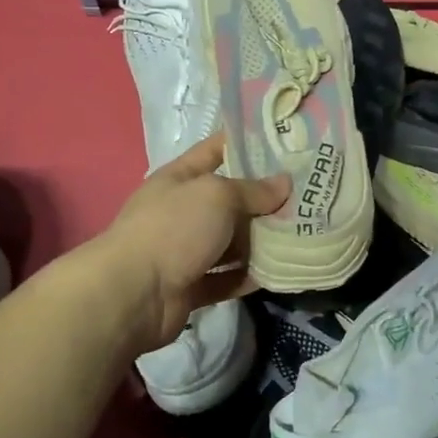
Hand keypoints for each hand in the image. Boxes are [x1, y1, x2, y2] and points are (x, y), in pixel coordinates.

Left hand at [93, 132, 289, 351]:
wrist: (132, 294)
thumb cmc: (174, 228)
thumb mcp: (217, 195)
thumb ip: (253, 190)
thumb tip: (285, 184)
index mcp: (180, 179)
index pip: (215, 150)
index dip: (246, 143)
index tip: (283, 142)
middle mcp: (182, 211)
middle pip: (229, 200)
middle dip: (264, 199)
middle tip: (305, 196)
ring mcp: (185, 250)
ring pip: (230, 242)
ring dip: (260, 241)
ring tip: (301, 234)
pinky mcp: (191, 286)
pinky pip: (227, 278)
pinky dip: (249, 276)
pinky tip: (279, 272)